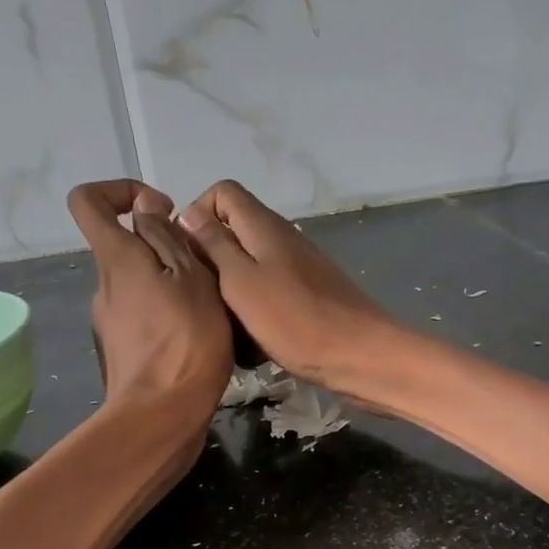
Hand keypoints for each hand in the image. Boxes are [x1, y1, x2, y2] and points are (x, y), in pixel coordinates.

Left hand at [67, 181, 231, 421]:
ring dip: (171, 283)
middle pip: (123, 246)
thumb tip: (146, 211)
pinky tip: (199, 336)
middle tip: (204, 268)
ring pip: (139, 283)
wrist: (162, 417)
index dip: (121, 190)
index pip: (88, 200)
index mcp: (116, 259)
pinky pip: (144, 315)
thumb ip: (167, 239)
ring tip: (209, 306)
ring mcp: (110, 321)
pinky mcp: (123, 350)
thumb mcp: (191, 279)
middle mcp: (104, 285)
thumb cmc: (185, 343)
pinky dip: (168, 313)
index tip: (162, 210)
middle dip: (163, 246)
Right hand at [178, 180, 403, 396]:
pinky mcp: (307, 296)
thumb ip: (215, 246)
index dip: (197, 213)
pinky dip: (253, 311)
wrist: (361, 356)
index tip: (187, 252)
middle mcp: (282, 239)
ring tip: (220, 323)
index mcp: (264, 227)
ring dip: (229, 291)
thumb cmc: (296, 320)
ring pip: (249, 267)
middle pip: (234, 231)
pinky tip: (250, 342)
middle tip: (200, 296)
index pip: (223, 192)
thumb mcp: (242, 282)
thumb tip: (189, 213)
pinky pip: (269, 293)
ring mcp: (297, 268)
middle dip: (210, 259)